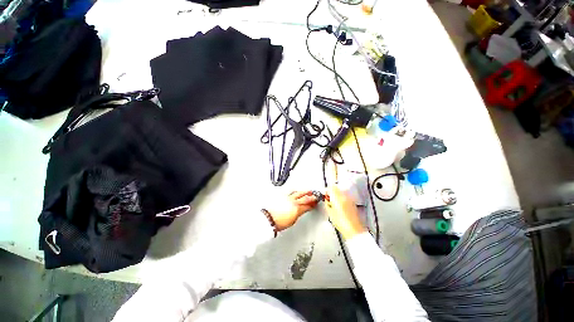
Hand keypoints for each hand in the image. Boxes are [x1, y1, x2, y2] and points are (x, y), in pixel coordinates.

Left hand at [267, 191, 317, 230]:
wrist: (269, 218)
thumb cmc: (279, 222)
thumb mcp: (293, 220)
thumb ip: (298, 213)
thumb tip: (301, 210)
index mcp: (297, 208)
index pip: (308, 205)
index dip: (313, 204)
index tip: (315, 203)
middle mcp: (293, 201)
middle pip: (305, 197)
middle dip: (311, 196)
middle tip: (315, 195)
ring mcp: (287, 198)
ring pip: (298, 193)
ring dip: (304, 192)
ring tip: (308, 191)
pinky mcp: (282, 196)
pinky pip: (291, 192)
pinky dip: (295, 192)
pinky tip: (297, 191)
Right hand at [325, 185, 364, 239]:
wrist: (354, 230)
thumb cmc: (341, 223)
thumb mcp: (330, 213)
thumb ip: (327, 203)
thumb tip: (327, 200)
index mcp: (338, 198)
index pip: (331, 188)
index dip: (326, 190)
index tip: (325, 194)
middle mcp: (345, 196)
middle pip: (336, 188)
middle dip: (331, 192)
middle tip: (328, 199)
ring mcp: (350, 199)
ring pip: (341, 192)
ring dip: (336, 195)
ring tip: (334, 203)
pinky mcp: (353, 203)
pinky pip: (345, 196)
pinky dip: (341, 198)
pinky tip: (339, 206)